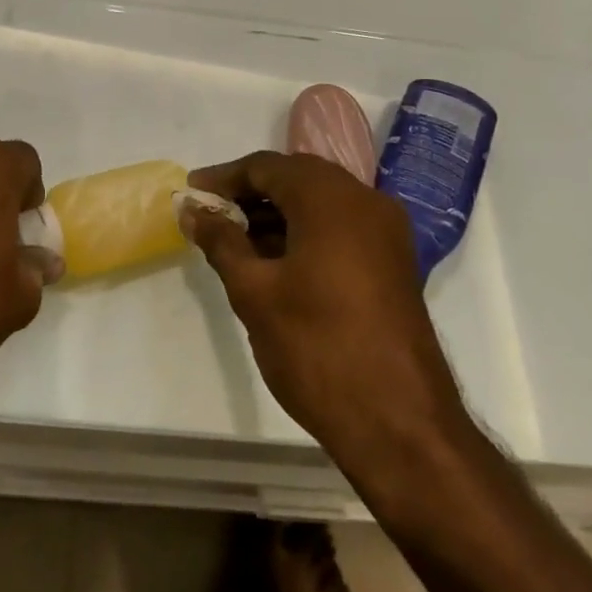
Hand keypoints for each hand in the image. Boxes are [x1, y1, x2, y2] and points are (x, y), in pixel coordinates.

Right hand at [180, 152, 470, 472]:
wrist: (400, 424)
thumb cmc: (317, 348)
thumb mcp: (254, 292)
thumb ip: (221, 241)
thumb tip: (192, 211)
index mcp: (331, 199)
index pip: (267, 166)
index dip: (224, 177)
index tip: (191, 194)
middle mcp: (366, 202)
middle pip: (297, 178)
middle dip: (250, 192)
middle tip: (210, 214)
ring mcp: (386, 233)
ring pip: (320, 202)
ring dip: (276, 213)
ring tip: (234, 240)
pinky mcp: (393, 263)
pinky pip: (341, 227)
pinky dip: (304, 231)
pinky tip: (273, 260)